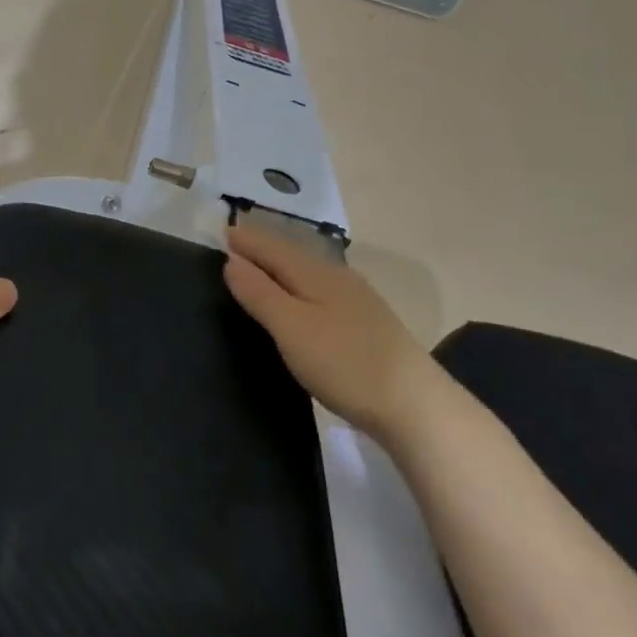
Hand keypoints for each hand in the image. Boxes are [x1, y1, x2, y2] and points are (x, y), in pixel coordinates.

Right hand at [223, 225, 433, 436]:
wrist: (414, 404)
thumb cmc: (344, 363)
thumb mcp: (292, 328)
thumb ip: (260, 293)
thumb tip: (232, 260)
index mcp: (316, 273)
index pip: (273, 247)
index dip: (247, 240)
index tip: (221, 232)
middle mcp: (338, 277)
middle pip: (293, 255)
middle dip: (264, 249)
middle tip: (236, 246)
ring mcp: (356, 300)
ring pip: (308, 273)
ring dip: (282, 268)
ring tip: (260, 270)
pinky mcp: (366, 324)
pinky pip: (321, 291)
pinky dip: (299, 287)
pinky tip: (300, 301)